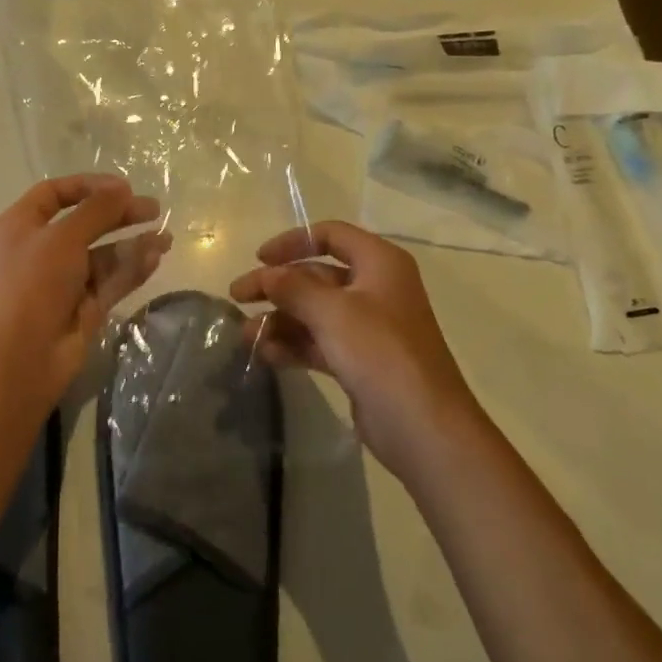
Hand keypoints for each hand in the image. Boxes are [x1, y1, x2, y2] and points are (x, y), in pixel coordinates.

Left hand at [0, 175, 168, 420]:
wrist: (20, 357)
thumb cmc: (33, 284)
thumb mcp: (63, 238)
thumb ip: (96, 210)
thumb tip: (122, 188)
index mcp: (22, 225)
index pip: (55, 193)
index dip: (88, 185)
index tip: (123, 187)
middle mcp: (42, 249)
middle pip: (85, 222)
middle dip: (119, 214)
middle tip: (154, 209)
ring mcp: (63, 280)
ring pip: (103, 255)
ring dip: (132, 244)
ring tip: (166, 238)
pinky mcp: (83, 307)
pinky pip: (111, 281)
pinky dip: (131, 269)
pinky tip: (154, 259)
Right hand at [230, 221, 477, 482]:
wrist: (423, 426)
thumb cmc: (380, 353)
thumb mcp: (333, 312)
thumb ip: (294, 288)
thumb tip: (267, 274)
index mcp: (379, 263)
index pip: (331, 235)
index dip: (293, 241)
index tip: (259, 259)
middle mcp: (376, 288)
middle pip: (317, 275)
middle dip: (277, 286)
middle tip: (237, 298)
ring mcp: (370, 327)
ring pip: (315, 312)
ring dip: (280, 319)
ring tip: (246, 336)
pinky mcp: (361, 360)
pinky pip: (320, 342)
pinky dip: (294, 345)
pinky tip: (267, 356)